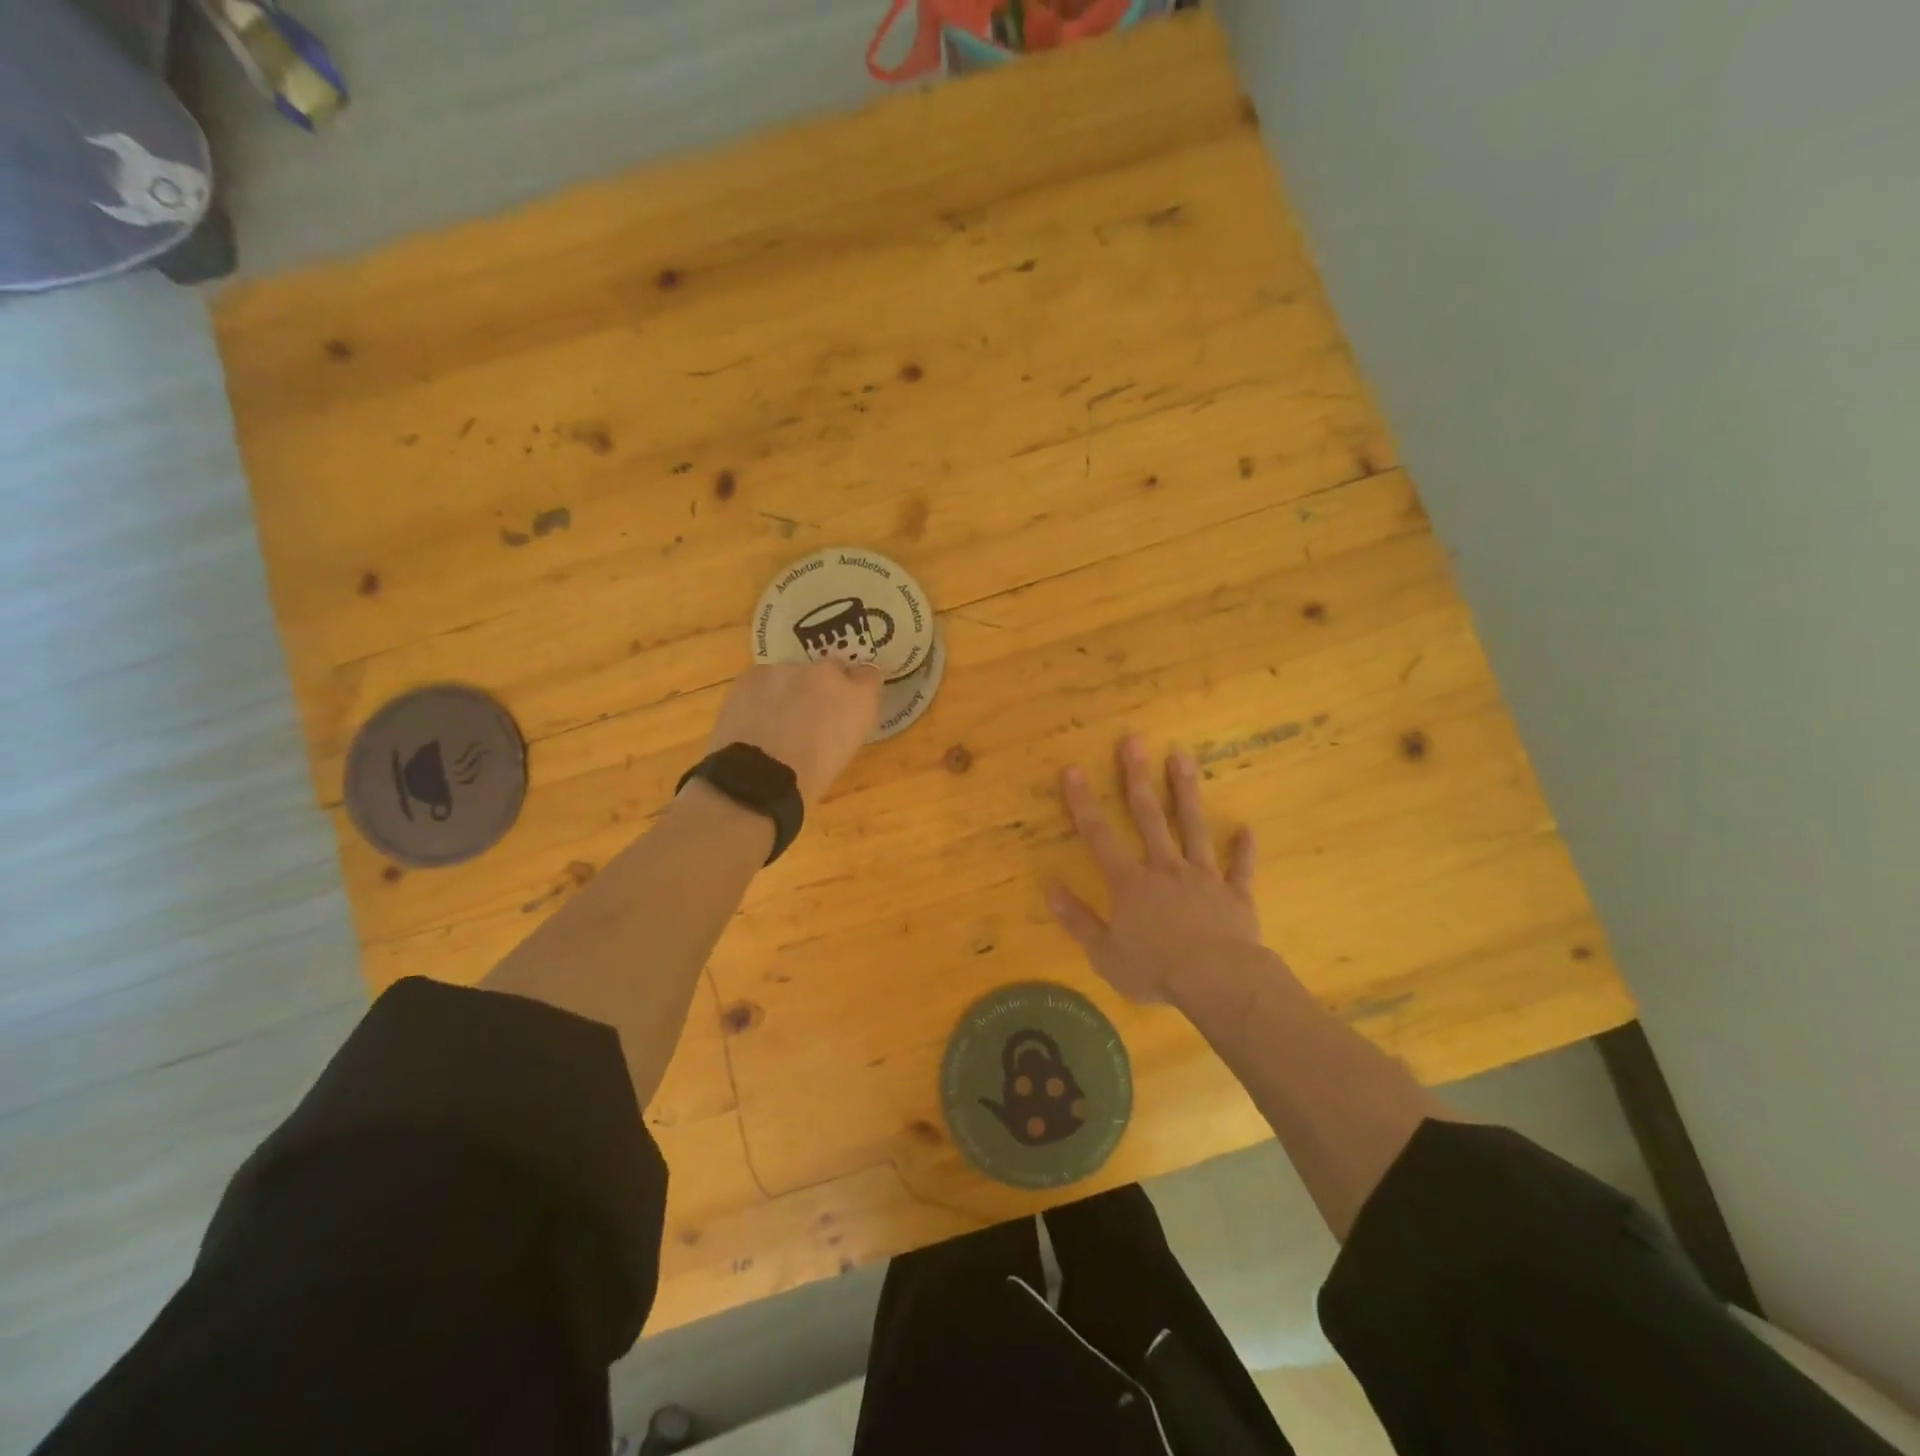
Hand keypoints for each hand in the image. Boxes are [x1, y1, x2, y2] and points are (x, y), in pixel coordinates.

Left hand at [704, 660, 883, 803]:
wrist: (759, 778)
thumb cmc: (811, 778)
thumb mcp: (844, 752)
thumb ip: (847, 722)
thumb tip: (837, 715)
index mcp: (859, 698)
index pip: (869, 676)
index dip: (856, 688)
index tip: (846, 703)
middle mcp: (829, 673)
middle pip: (830, 669)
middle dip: (822, 686)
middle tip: (808, 714)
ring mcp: (789, 669)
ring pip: (792, 673)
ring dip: (789, 689)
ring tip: (774, 719)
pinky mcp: (755, 672)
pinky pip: (763, 678)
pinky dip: (760, 693)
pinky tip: (753, 717)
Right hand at [1047, 735, 1259, 1002]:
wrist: (1218, 981)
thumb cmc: (1156, 970)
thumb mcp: (1104, 954)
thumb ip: (1078, 921)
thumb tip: (1050, 890)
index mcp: (1130, 883)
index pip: (1098, 836)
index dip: (1082, 803)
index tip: (1072, 770)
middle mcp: (1165, 868)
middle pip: (1148, 817)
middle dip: (1137, 778)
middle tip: (1133, 742)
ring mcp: (1203, 877)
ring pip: (1193, 827)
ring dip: (1186, 793)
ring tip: (1182, 758)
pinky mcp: (1235, 894)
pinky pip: (1240, 868)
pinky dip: (1243, 850)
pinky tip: (1246, 829)